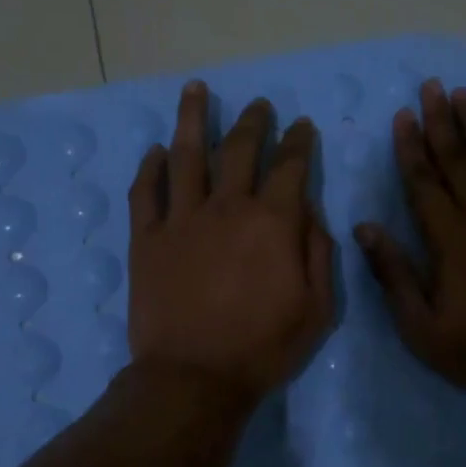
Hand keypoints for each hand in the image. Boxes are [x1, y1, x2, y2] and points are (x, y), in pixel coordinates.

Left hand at [128, 81, 335, 408]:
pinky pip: (146, 192)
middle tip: (260, 105)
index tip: (301, 126)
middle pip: (240, 149)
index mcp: (272, 222)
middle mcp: (226, 207)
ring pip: (187, 155)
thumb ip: (319, 254)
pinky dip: (151, 167)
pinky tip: (156, 151)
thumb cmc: (263, 347)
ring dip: (193, 119)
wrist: (193, 377)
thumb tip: (311, 215)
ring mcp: (181, 219)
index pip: (290, 166)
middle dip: (254, 121)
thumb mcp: (317, 308)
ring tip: (196, 90)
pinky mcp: (147, 238)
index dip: (298, 142)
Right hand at [356, 79, 465, 400]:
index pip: (423, 182)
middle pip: (456, 160)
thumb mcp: (421, 325)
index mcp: (448, 238)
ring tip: (464, 94)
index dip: (410, 147)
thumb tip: (365, 228)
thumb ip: (393, 273)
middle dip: (441, 121)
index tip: (403, 115)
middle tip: (431, 86)